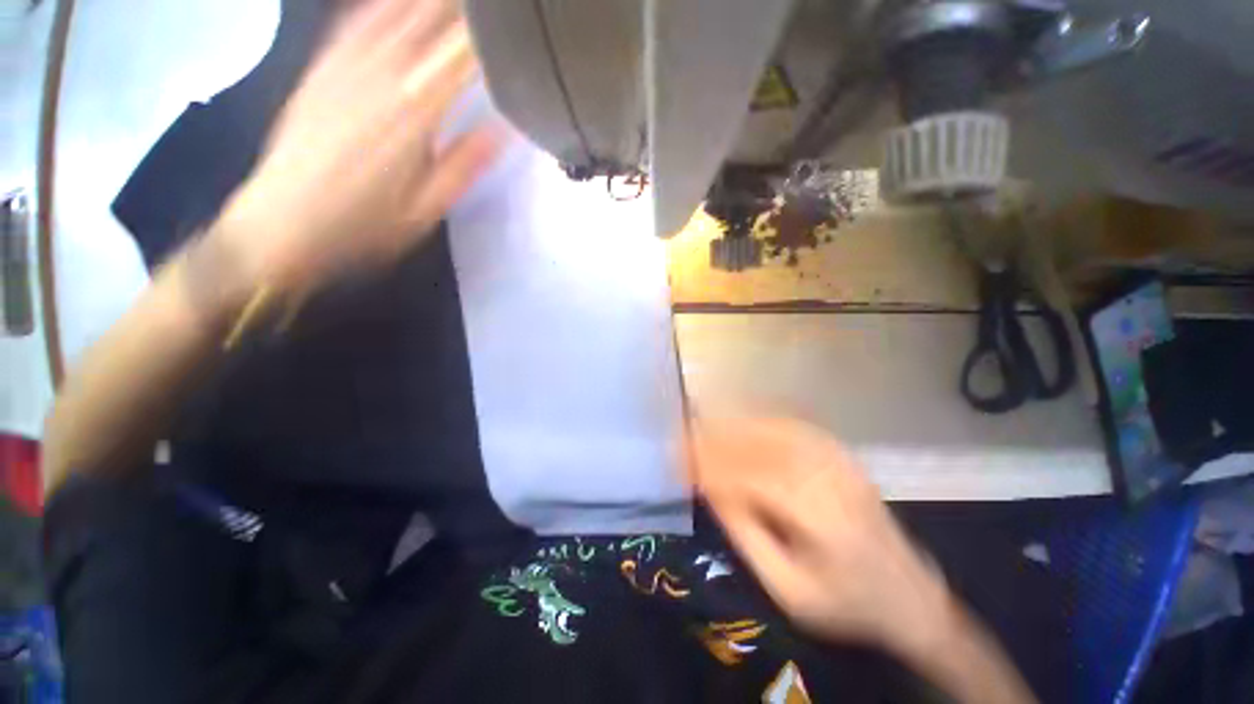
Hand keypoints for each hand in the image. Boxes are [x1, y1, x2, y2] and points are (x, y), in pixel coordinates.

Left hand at [211, 0, 507, 296]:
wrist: (282, 223)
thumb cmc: (366, 224)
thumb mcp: (429, 207)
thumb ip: (466, 163)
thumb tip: (506, 129)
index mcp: (415, 110)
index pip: (464, 52)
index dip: (490, 30)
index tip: (513, 20)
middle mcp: (381, 71)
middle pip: (429, 16)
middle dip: (464, 6)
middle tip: (493, 7)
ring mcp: (345, 62)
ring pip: (394, 7)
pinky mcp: (320, 65)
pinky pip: (354, 17)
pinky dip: (380, 0)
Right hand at [689, 417, 949, 654]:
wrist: (910, 598)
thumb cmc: (845, 605)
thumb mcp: (787, 589)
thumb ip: (747, 534)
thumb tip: (711, 489)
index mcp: (817, 515)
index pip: (748, 475)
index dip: (710, 464)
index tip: (680, 461)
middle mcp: (827, 476)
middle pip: (758, 445)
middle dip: (716, 439)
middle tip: (684, 436)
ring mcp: (838, 461)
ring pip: (774, 430)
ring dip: (735, 424)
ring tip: (704, 423)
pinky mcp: (841, 456)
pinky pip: (794, 427)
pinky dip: (762, 419)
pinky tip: (742, 419)